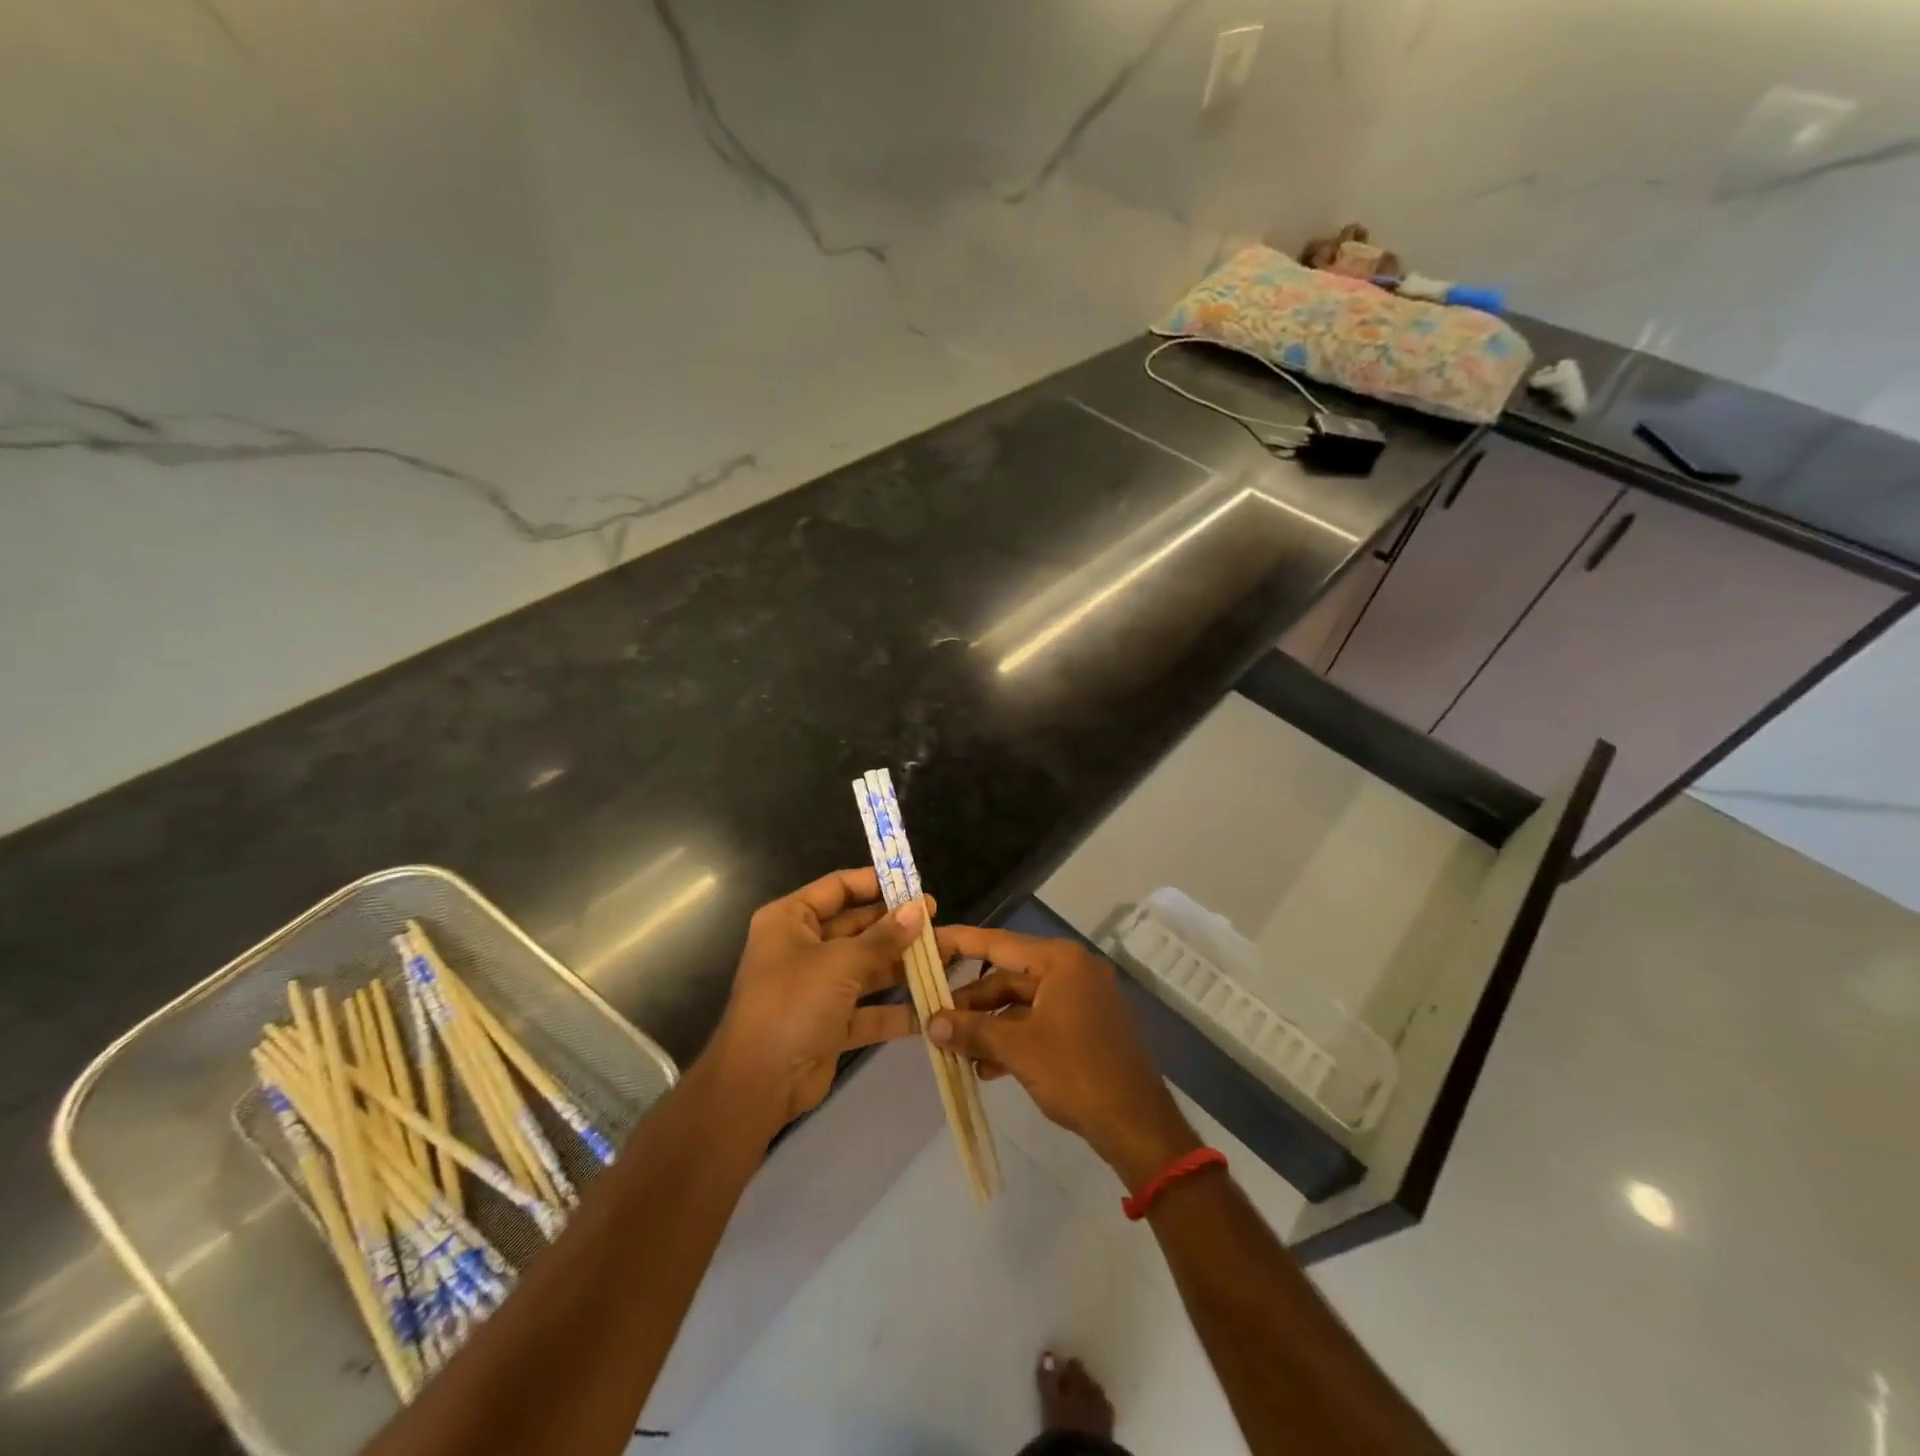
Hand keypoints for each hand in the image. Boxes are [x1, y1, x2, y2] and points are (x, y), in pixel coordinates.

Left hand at [709, 869, 926, 1125]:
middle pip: (857, 928)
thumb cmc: (793, 1004)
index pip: (837, 888)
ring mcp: (818, 988)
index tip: (914, 884)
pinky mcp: (832, 1024)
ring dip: (904, 965)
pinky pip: (870, 1009)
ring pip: (868, 968)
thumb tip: (920, 909)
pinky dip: (898, 1009)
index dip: (874, 883)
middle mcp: (803, 948)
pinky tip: (934, 1004)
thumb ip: (883, 937)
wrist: (758, 1085)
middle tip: (938, 921)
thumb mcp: (840, 963)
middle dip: (897, 926)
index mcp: (791, 920)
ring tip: (947, 957)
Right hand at [927, 926, 1199, 1190]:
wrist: (1138, 1125)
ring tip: (954, 1049)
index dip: (960, 943)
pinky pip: (1040, 1022)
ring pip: (1022, 1004)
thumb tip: (931, 1024)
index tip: (928, 941)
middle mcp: (1072, 970)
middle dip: (971, 1002)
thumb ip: (972, 1031)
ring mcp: (1082, 999)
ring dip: (989, 1026)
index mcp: (1060, 961)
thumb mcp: (1018, 1050)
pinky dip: (1013, 1039)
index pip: (999, 943)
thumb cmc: (1077, 1074)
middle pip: (1009, 977)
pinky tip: (986, 1067)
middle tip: (933, 1017)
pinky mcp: (1086, 1027)